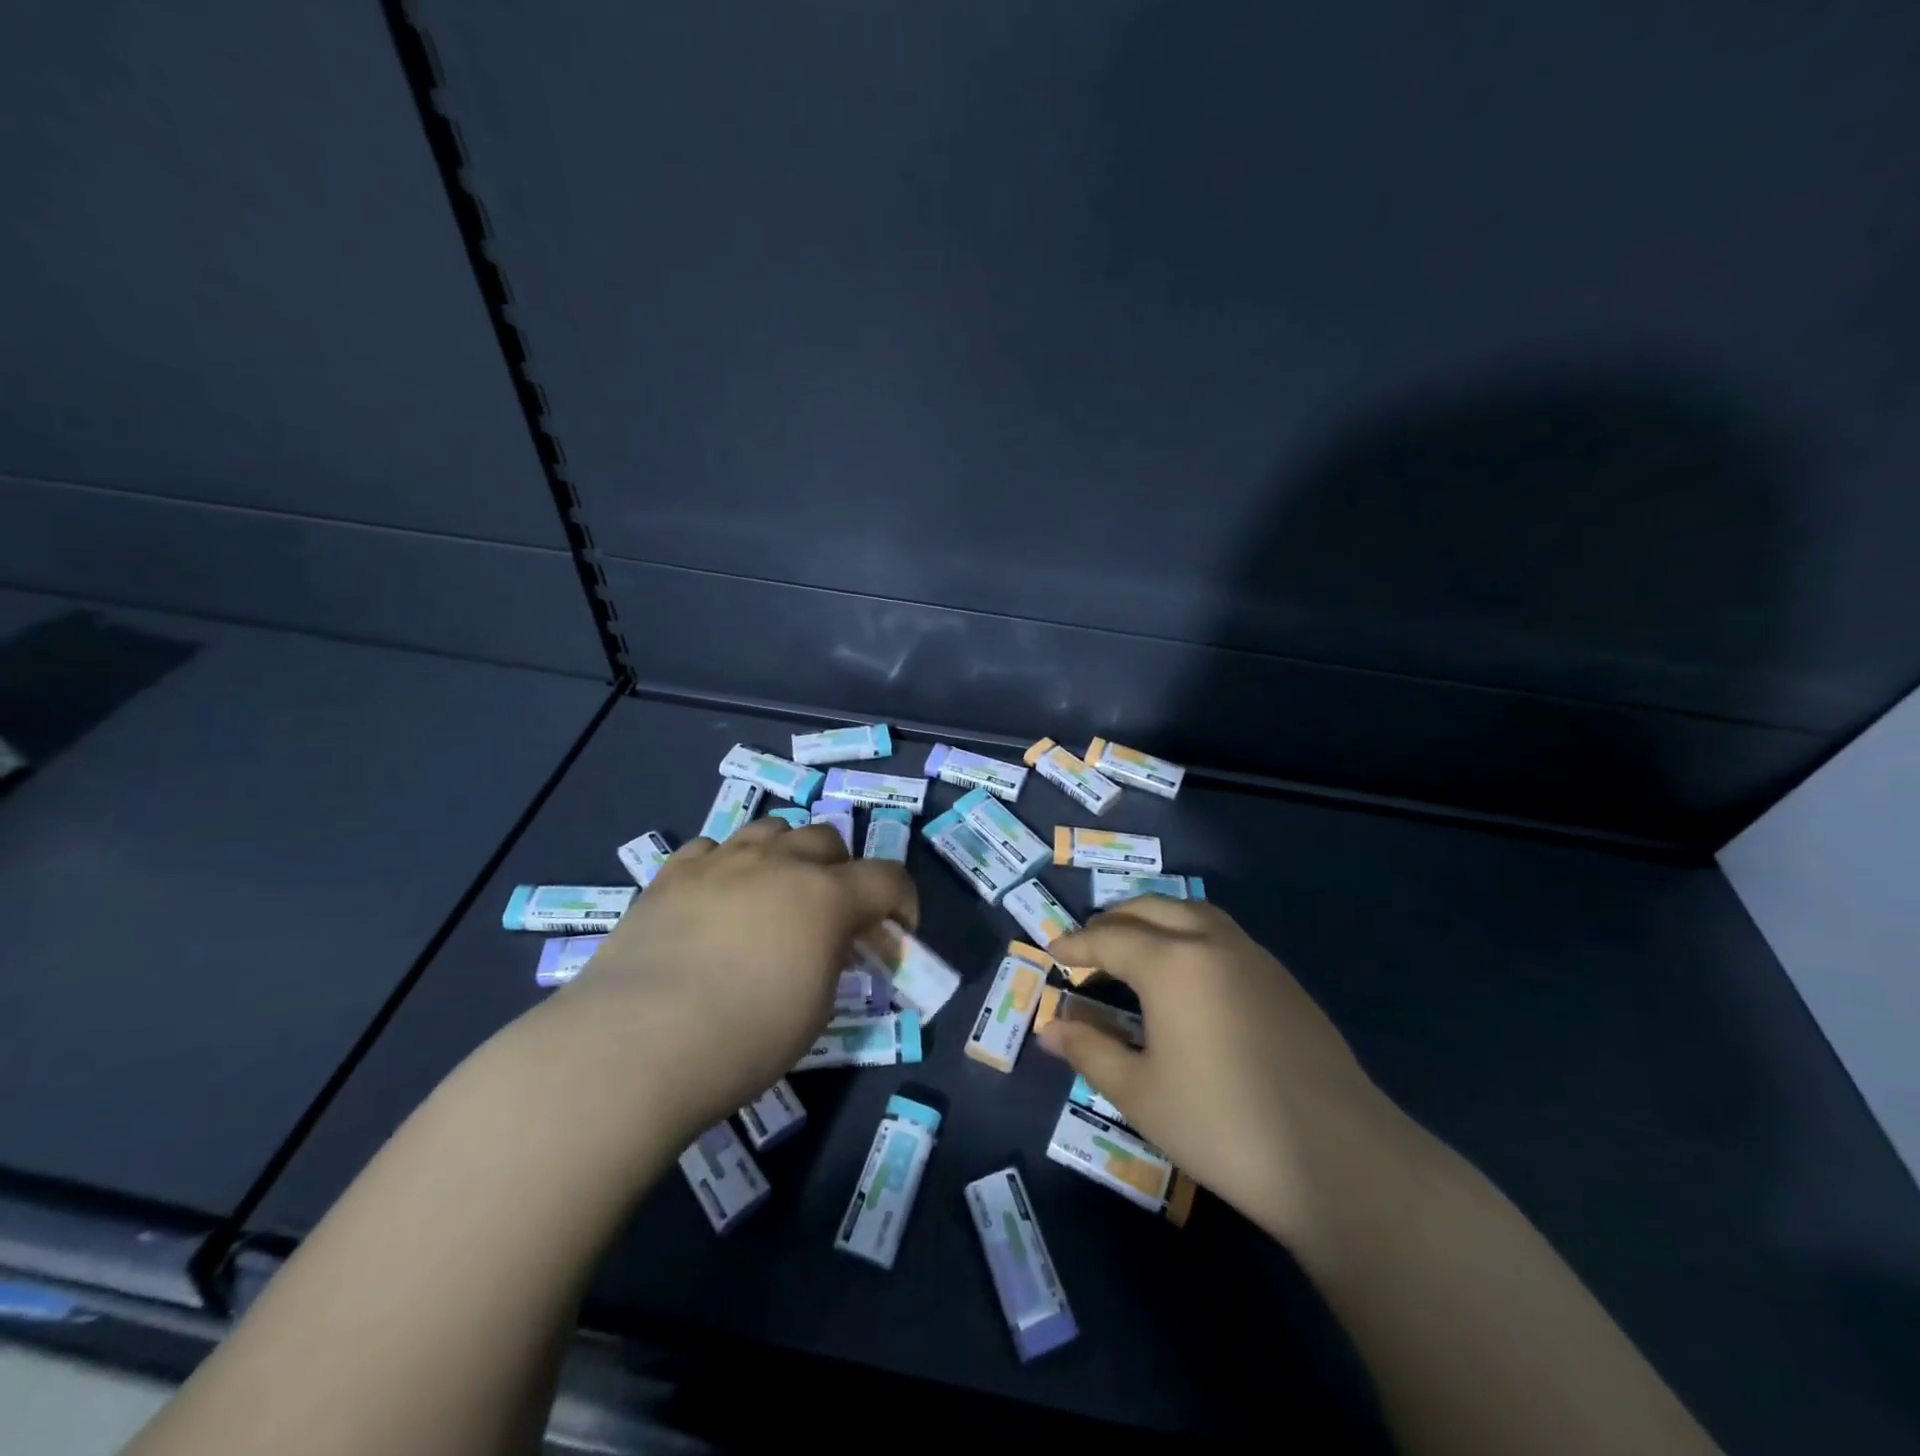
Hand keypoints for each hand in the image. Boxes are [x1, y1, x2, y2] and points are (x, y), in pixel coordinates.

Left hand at [537, 818, 915, 1138]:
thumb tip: (830, 944)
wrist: (635, 1045)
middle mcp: (779, 862)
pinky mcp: (673, 873)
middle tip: (831, 912)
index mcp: (826, 896)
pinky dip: (730, 865)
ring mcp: (721, 860)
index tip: (898, 930)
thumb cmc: (743, 1040)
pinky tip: (718, 897)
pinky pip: (714, 847)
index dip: (903, 900)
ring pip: (773, 829)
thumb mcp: (816, 1009)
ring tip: (775, 892)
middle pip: (828, 839)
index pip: (888, 877)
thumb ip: (834, 960)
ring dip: (787, 854)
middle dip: (843, 870)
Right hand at [1042, 897, 1401, 1244]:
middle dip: (1112, 921)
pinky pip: (1222, 933)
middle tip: (1088, 946)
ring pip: (1191, 912)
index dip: (1075, 944)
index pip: (1109, 938)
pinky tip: (1188, 976)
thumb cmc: (1223, 1125)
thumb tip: (1051, 1028)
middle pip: (1150, 909)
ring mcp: (1254, 956)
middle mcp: (1211, 942)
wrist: (1341, 1160)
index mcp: (1172, 962)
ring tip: (1134, 949)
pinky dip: (1189, 934)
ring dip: (1154, 919)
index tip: (1050, 952)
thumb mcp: (1140, 1094)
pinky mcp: (1283, 979)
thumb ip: (1090, 1050)